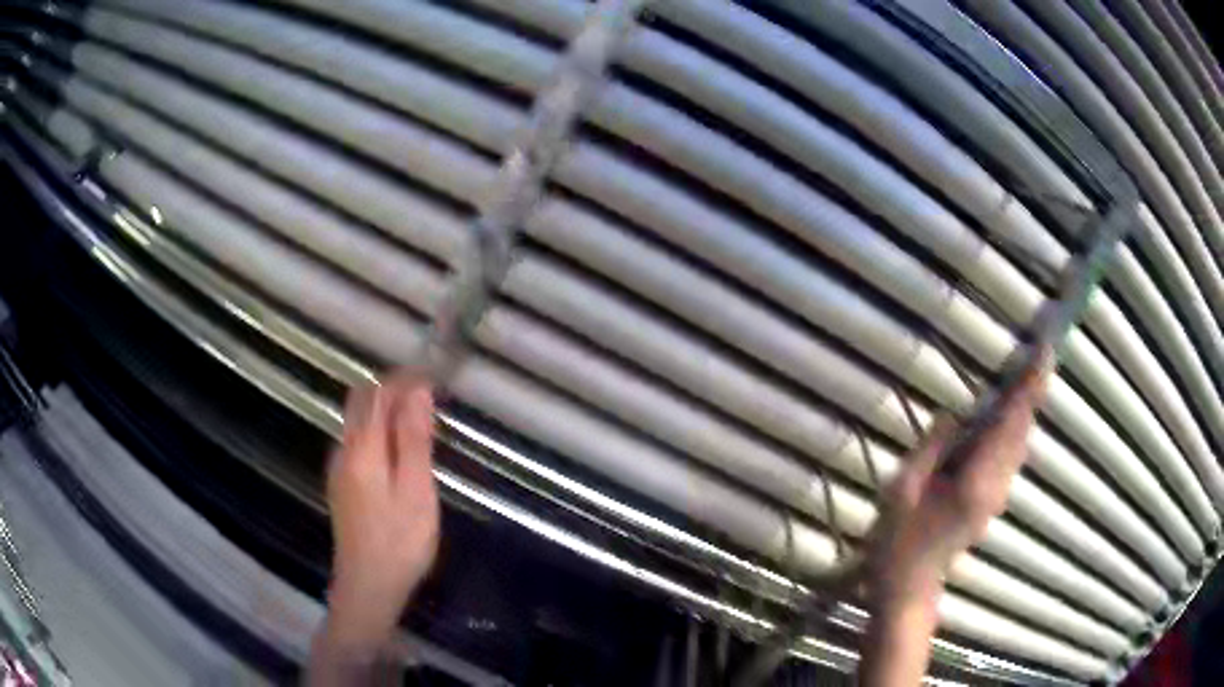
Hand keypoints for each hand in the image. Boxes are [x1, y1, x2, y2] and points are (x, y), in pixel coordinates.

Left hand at [313, 375, 439, 671]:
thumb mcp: (416, 491)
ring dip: (384, 409)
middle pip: (362, 402)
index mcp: (363, 448)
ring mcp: (339, 468)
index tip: (433, 376)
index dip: (404, 379)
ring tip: (419, 419)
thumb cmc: (399, 542)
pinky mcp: (342, 485)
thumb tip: (418, 391)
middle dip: (392, 389)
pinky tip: (396, 450)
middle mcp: (345, 450)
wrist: (367, 587)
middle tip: (428, 395)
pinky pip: (357, 441)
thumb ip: (415, 440)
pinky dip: (378, 430)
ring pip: (357, 421)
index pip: (380, 394)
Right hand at [859, 349, 1051, 685]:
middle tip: (1037, 357)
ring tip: (1024, 379)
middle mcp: (996, 488)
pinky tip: (1003, 419)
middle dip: (1031, 394)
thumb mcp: (902, 490)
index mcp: (975, 483)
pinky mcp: (993, 501)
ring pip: (1019, 444)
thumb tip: (956, 414)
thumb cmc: (898, 542)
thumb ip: (932, 447)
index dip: (1029, 388)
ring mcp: (997, 497)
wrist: (908, 586)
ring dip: (1023, 410)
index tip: (1046, 354)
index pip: (1009, 426)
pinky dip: (1013, 430)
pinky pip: (1010, 457)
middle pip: (1021, 432)